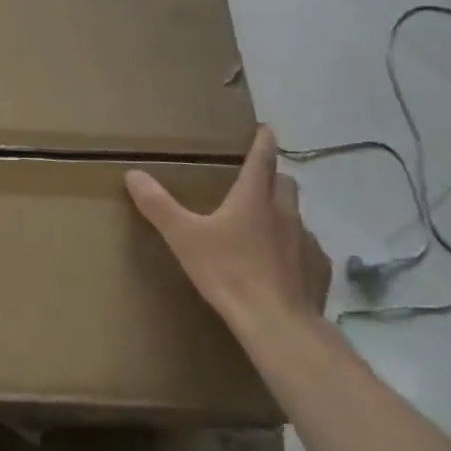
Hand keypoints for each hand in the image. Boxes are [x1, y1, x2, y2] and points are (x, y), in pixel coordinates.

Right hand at [125, 127, 321, 336]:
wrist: (277, 323)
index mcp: (254, 198)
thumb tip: (133, 173)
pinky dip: (295, 248)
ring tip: (264, 227)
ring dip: (282, 213)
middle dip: (272, 177)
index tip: (265, 128)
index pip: (262, 159)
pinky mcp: (318, 270)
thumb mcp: (183, 237)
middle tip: (255, 182)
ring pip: (296, 216)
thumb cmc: (228, 272)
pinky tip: (281, 265)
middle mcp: (285, 213)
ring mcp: (306, 241)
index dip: (262, 141)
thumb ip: (158, 205)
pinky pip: (308, 250)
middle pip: (285, 183)